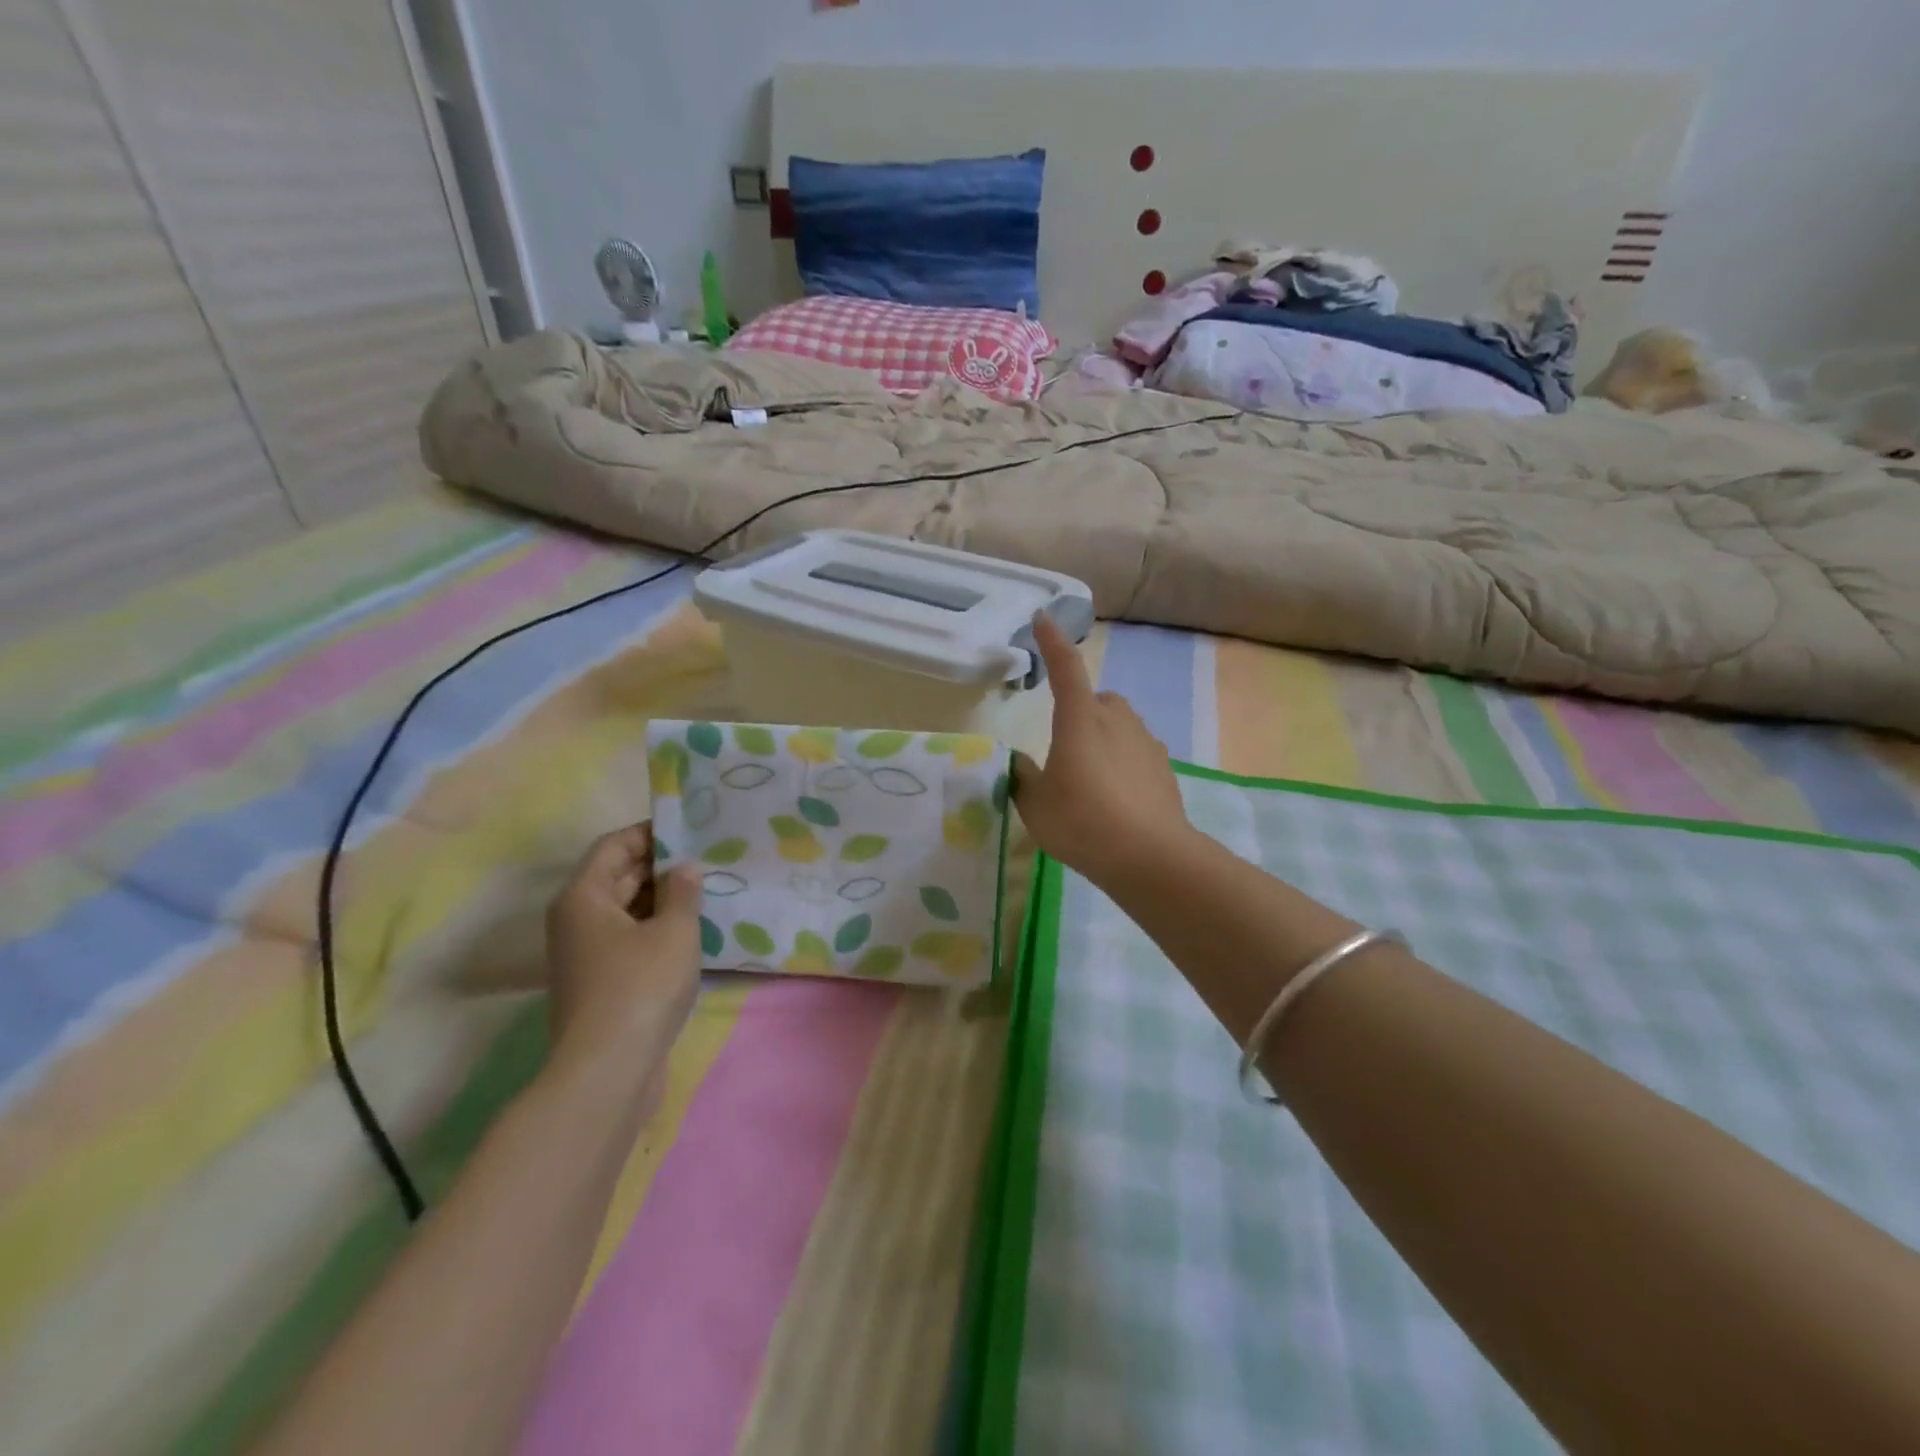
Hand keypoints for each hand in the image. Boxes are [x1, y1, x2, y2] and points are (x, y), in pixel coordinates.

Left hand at [545, 824, 702, 1087]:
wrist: (607, 1072)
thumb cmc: (640, 987)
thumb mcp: (675, 931)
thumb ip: (683, 891)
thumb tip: (685, 868)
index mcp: (584, 896)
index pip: (614, 845)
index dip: (651, 833)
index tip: (691, 829)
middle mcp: (576, 920)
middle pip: (618, 877)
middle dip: (661, 866)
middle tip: (708, 858)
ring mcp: (587, 954)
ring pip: (627, 911)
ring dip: (663, 900)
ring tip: (708, 890)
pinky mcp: (601, 982)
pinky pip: (631, 940)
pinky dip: (658, 930)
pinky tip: (694, 931)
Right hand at [1011, 614, 1189, 884]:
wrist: (1150, 856)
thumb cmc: (1082, 821)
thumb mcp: (1036, 804)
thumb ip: (1025, 778)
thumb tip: (1024, 765)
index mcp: (1080, 719)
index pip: (1065, 668)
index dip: (1052, 642)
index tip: (1043, 619)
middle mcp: (1116, 720)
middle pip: (1097, 699)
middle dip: (1081, 710)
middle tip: (1066, 747)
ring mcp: (1146, 742)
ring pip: (1120, 725)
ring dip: (1104, 737)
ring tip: (1090, 778)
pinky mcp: (1164, 767)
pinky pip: (1137, 751)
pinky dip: (1124, 762)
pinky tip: (1116, 796)